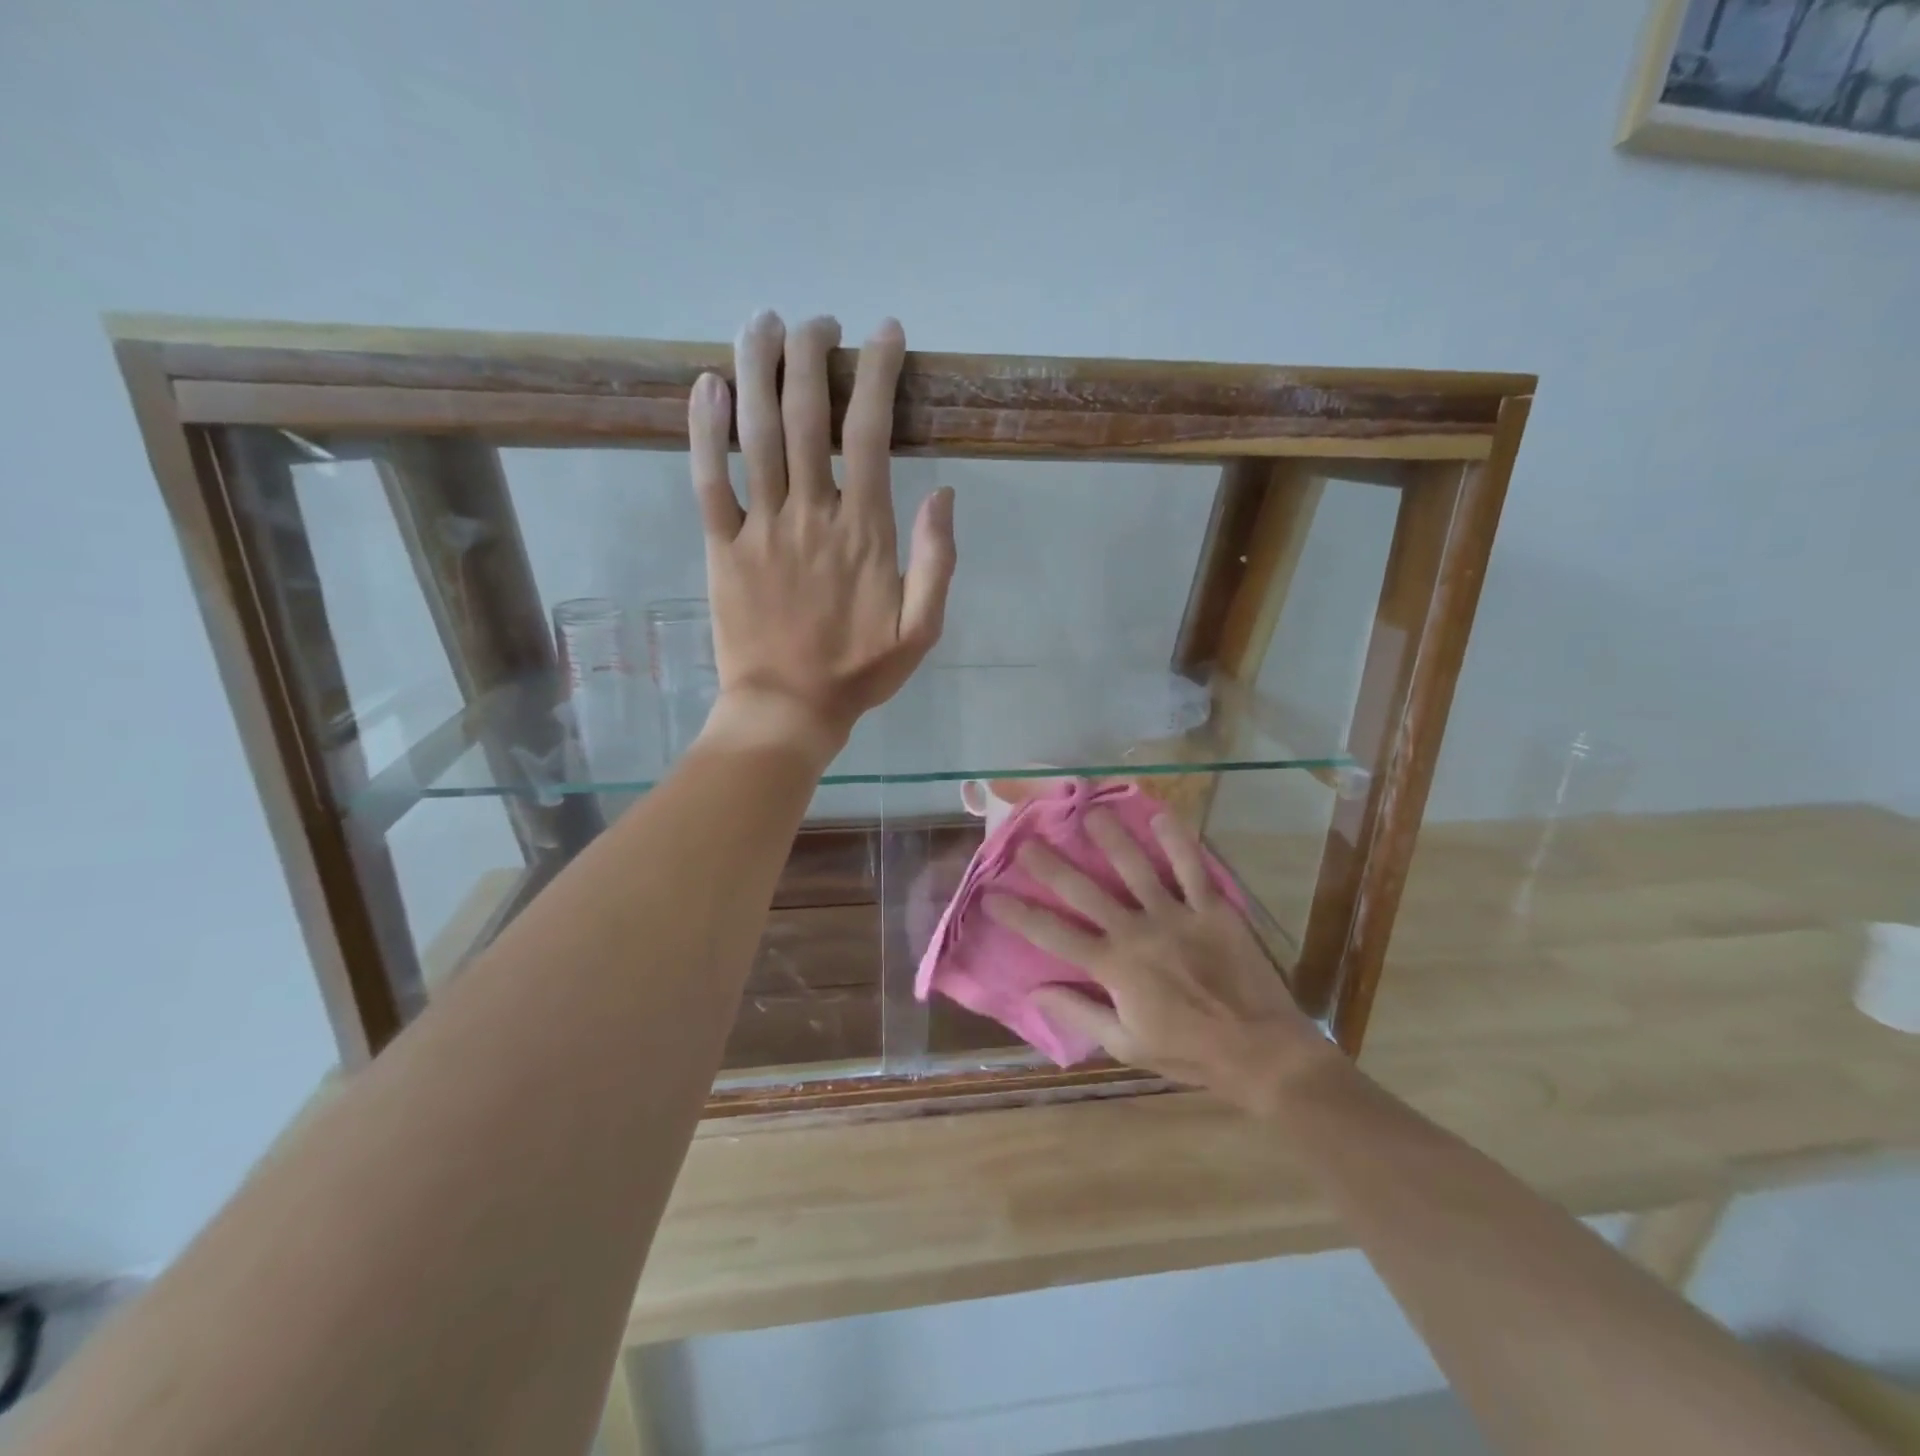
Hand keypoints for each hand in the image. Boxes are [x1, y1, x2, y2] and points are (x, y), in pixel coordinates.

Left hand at [688, 311, 955, 754]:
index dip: (877, 376)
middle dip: (814, 356)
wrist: (788, 709)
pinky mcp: (720, 547)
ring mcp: (760, 528)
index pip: (872, 433)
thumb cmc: (858, 673)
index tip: (883, 335)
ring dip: (758, 370)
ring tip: (763, 322)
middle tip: (818, 321)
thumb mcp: (921, 630)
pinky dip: (705, 429)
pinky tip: (706, 385)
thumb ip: (937, 562)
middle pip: (808, 417)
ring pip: (756, 434)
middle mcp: (811, 515)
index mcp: (864, 532)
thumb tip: (944, 494)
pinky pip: (707, 479)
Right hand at [984, 808, 1337, 1114]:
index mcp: (1114, 967)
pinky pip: (1193, 868)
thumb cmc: (1189, 1052)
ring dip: (1111, 838)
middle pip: (1086, 891)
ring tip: (1090, 813)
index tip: (992, 894)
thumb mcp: (1126, 1045)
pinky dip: (1178, 840)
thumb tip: (1035, 990)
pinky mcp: (1213, 909)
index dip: (1020, 914)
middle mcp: (1138, 932)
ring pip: (1136, 868)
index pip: (1054, 935)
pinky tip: (1161, 815)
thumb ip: (1080, 1012)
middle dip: (1052, 865)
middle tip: (1027, 840)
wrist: (1261, 1052)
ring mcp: (1177, 916)